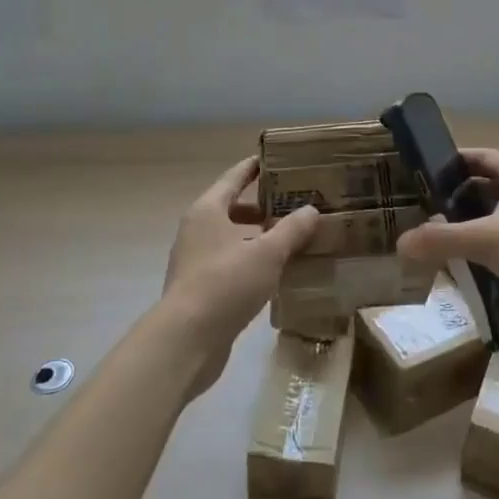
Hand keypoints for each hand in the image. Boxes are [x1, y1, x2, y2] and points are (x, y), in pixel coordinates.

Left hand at [160, 157, 319, 394]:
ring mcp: (196, 260)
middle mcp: (197, 230)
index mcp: (208, 210)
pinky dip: (252, 262)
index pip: (234, 177)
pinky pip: (231, 264)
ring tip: (293, 240)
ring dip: (259, 237)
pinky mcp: (200, 289)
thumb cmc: (226, 283)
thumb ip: (291, 230)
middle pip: (233, 208)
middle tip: (296, 204)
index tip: (277, 159)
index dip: (255, 167)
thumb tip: (311, 210)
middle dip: (264, 207)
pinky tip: (277, 273)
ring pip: (233, 238)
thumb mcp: (267, 253)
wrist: (186, 340)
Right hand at [395, 148, 498, 336]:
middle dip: (459, 198)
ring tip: (446, 242)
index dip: (450, 164)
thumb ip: (442, 240)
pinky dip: (495, 247)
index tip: (421, 177)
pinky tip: (479, 268)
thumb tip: (401, 243)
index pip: (477, 156)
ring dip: (477, 225)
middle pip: (488, 185)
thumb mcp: (486, 240)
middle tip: (427, 215)